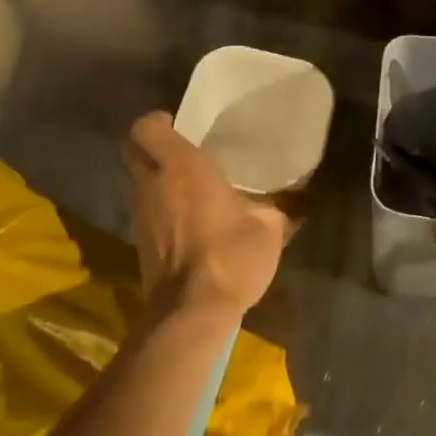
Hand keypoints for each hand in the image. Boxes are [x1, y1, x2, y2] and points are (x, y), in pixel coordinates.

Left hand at [124, 112, 284, 319]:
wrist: (191, 313)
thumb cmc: (231, 254)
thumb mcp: (268, 226)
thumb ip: (277, 206)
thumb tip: (301, 197)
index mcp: (180, 165)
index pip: (145, 127)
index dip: (158, 122)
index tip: (180, 126)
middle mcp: (152, 184)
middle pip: (135, 152)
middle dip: (154, 148)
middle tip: (185, 153)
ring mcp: (139, 215)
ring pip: (140, 183)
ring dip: (159, 181)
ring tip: (192, 189)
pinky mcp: (139, 244)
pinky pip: (146, 211)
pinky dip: (161, 210)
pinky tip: (189, 222)